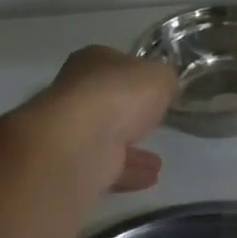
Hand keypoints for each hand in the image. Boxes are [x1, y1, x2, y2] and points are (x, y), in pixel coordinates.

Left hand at [17, 45, 178, 194]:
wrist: (80, 143)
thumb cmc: (120, 95)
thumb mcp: (160, 75)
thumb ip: (165, 80)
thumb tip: (165, 87)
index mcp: (92, 61)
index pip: (117, 64)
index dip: (138, 75)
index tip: (157, 90)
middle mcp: (76, 91)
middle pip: (109, 101)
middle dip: (130, 114)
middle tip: (154, 123)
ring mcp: (72, 130)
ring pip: (107, 137)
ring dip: (131, 148)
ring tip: (158, 161)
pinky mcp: (73, 163)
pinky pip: (107, 165)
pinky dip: (128, 171)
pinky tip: (150, 176)